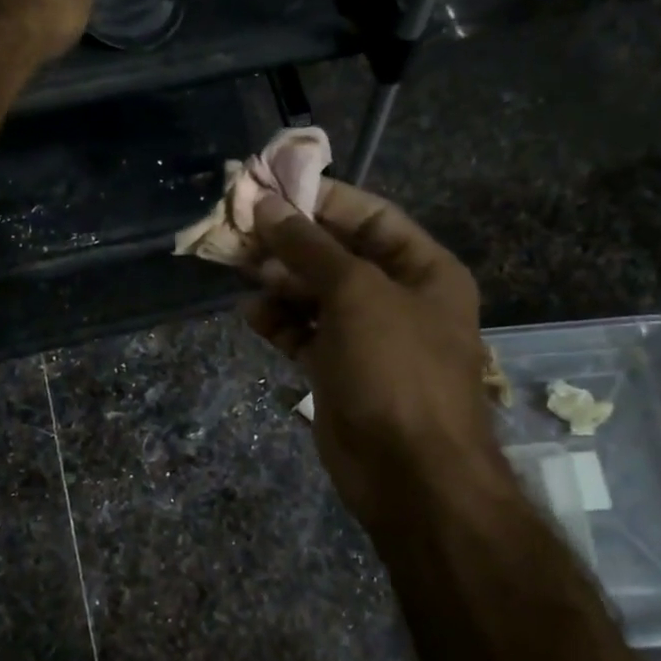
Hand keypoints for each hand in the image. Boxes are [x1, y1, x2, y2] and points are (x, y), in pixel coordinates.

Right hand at [245, 181, 513, 540]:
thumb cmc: (395, 368)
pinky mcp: (338, 370)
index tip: (271, 186)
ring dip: (278, 280)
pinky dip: (278, 322)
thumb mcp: (356, 294)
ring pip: (314, 294)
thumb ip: (310, 247)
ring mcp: (366, 336)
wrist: (409, 473)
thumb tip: (267, 207)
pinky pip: (303, 333)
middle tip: (239, 227)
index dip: (322, 199)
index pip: (370, 217)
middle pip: (337, 254)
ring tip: (238, 266)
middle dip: (290, 241)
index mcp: (423, 269)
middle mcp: (397, 297)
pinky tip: (251, 314)